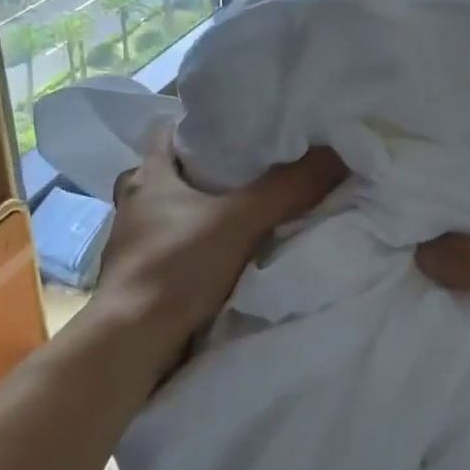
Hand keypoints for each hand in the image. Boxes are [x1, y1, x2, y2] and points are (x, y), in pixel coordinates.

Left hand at [96, 134, 345, 367]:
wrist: (131, 345)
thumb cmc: (176, 268)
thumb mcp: (239, 221)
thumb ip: (288, 188)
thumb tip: (337, 152)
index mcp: (147, 176)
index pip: (170, 131)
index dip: (202, 125)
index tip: (241, 128)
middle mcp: (135, 203)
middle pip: (176, 172)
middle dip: (212, 170)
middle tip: (258, 168)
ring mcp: (136, 241)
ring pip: (177, 211)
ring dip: (206, 210)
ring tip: (251, 208)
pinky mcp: (144, 275)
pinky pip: (179, 245)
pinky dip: (202, 244)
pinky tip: (232, 251)